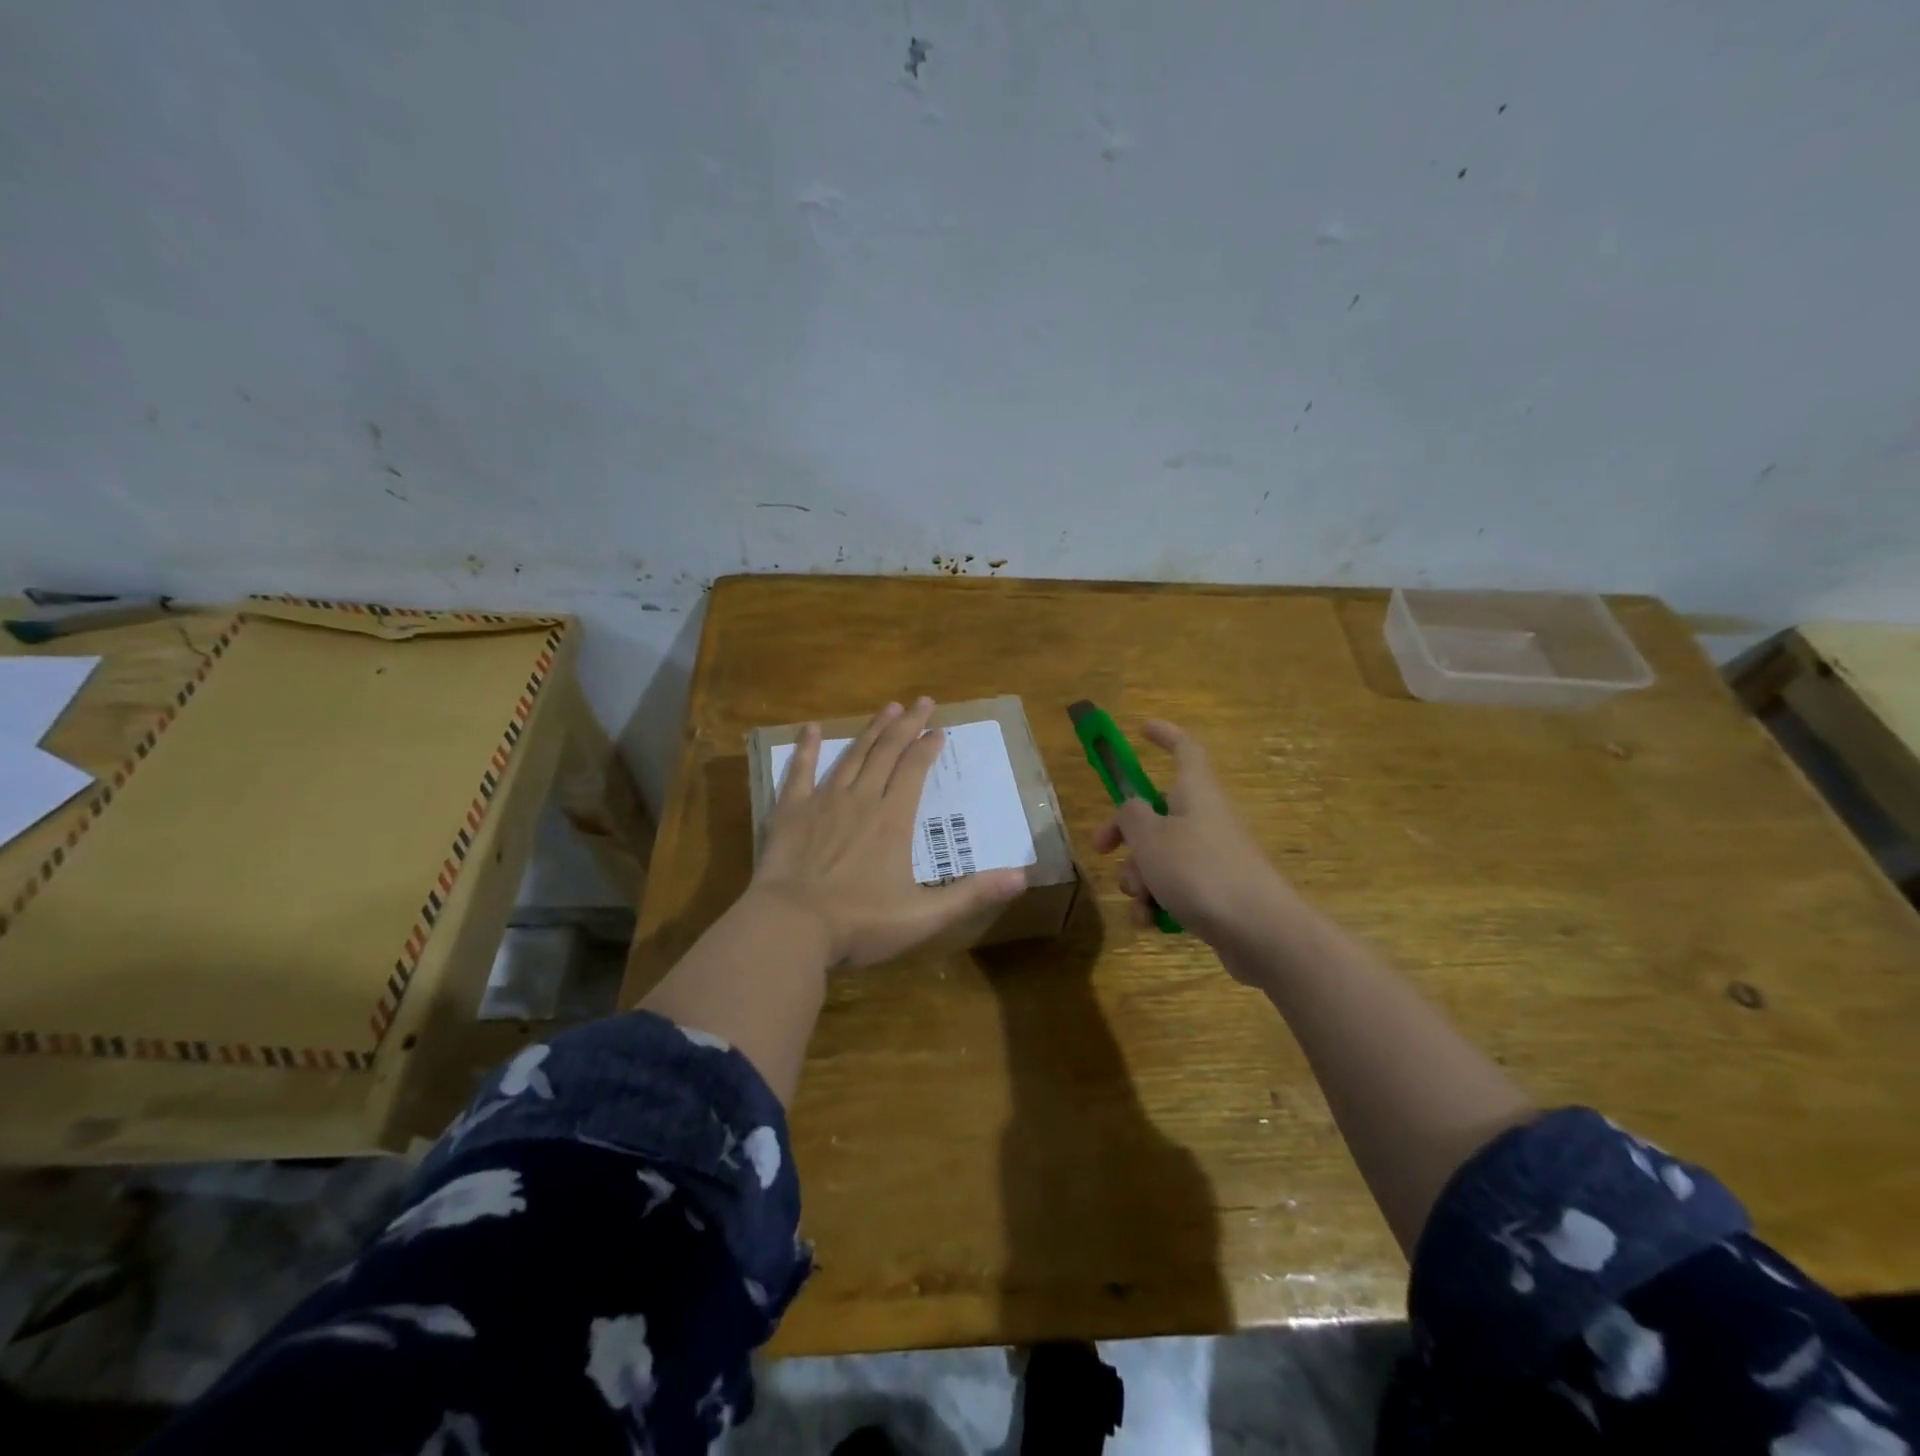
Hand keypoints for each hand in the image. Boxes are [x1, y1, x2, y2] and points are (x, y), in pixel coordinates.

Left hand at [750, 698, 1027, 967]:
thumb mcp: (924, 915)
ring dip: (871, 730)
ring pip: (852, 755)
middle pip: (887, 752)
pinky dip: (807, 748)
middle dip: (907, 725)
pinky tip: (811, 728)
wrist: (790, 927)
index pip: (915, 770)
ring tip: (888, 708)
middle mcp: (861, 799)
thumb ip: (972, 894)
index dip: (928, 748)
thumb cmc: (859, 923)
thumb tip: (1023, 877)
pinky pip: (800, 771)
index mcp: (893, 819)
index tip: (939, 731)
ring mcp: (823, 802)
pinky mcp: (790, 812)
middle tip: (922, 701)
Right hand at [1091, 719, 1301, 955]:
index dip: (1164, 735)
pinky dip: (1158, 904)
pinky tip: (1151, 923)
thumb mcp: (1150, 838)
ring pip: (1160, 856)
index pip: (1184, 748)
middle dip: (1125, 834)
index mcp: (1195, 792)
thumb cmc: (1200, 871)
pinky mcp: (1215, 893)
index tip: (1142, 729)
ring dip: (1139, 878)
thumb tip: (1132, 809)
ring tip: (1141, 900)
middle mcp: (1205, 818)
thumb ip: (1131, 816)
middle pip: (1156, 813)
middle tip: (1101, 849)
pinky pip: (1175, 889)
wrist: (1259, 931)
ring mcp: (1212, 857)